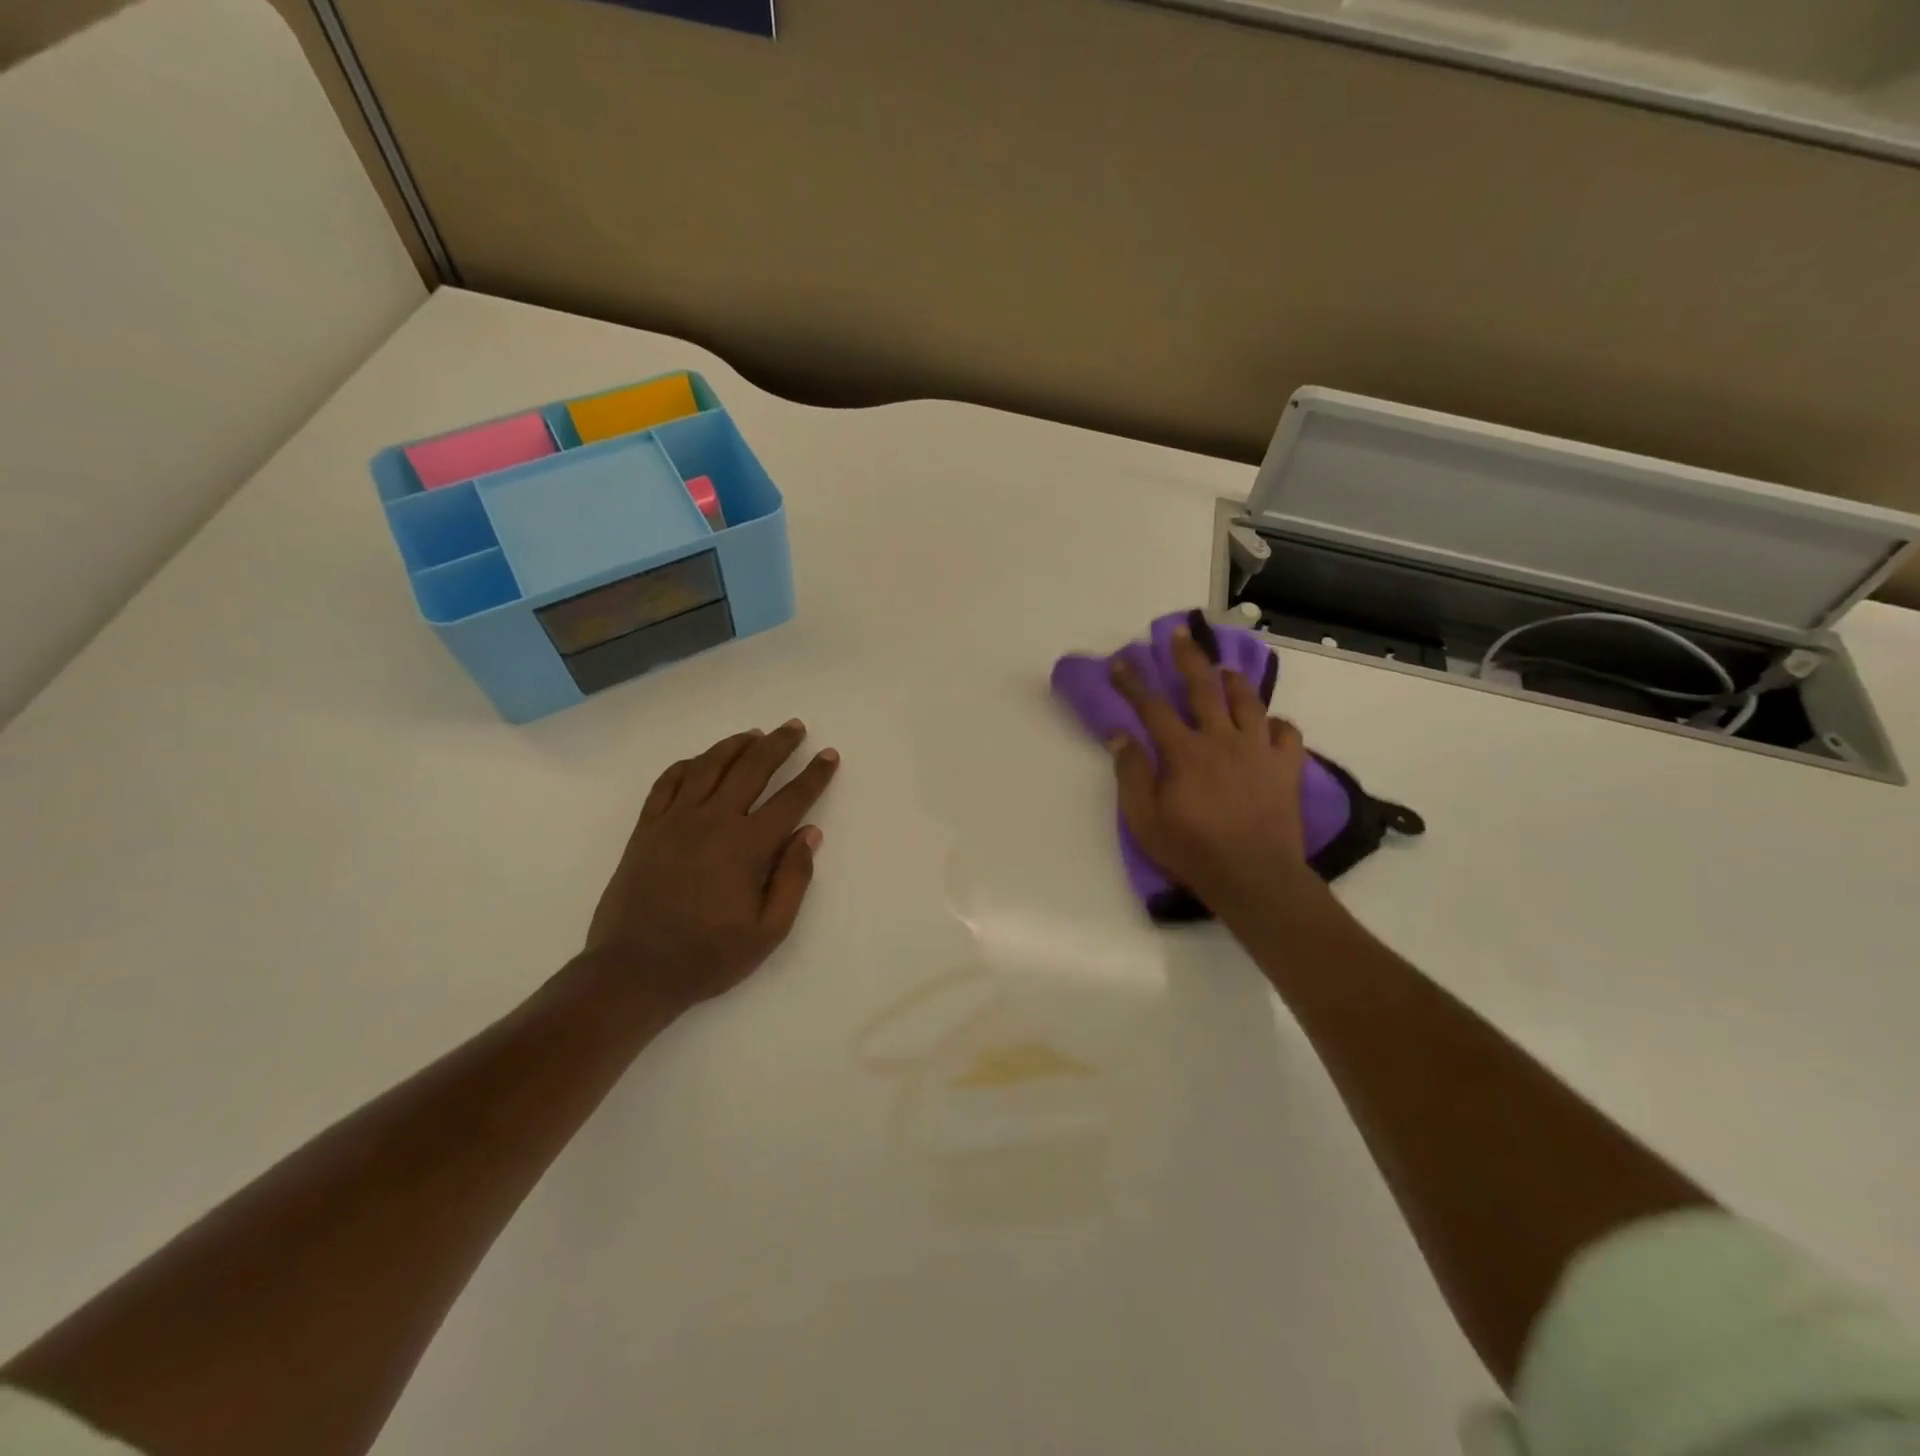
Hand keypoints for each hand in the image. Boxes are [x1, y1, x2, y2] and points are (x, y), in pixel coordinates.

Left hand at [586, 721, 839, 1012]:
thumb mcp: (767, 932)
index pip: (790, 799)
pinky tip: (698, 761)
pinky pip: (666, 783)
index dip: (814, 775)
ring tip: (754, 733)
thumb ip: (792, 880)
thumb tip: (809, 833)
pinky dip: (686, 765)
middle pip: (751, 768)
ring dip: (734, 745)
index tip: (829, 755)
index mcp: (746, 847)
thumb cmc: (707, 957)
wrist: (632, 972)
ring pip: (708, 766)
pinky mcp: (646, 829)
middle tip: (794, 727)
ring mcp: (674, 821)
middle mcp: (712, 822)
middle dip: (778, 744)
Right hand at [1107, 623, 1314, 915]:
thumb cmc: (1193, 851)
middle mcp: (1223, 740)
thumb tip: (1119, 734)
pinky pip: (1288, 733)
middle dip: (1188, 658)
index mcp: (1185, 752)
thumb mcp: (1145, 820)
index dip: (1133, 683)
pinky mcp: (1287, 767)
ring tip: (1224, 670)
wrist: (1254, 878)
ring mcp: (1259, 751)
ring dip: (1234, 681)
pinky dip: (1277, 723)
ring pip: (1249, 702)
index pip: (1152, 708)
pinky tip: (1268, 725)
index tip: (1120, 662)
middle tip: (1180, 634)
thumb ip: (1132, 774)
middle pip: (1203, 688)